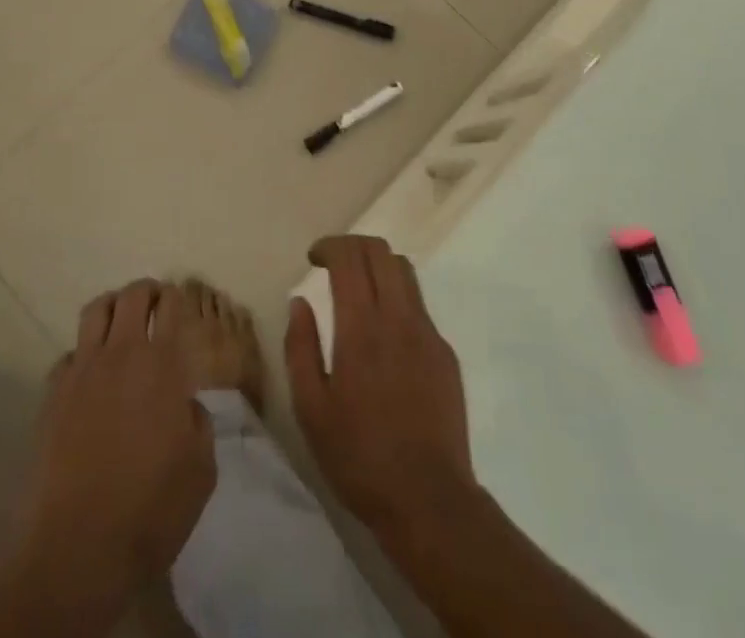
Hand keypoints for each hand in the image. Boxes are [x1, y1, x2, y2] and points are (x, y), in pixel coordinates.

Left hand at [17, 280, 216, 603]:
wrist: (77, 547)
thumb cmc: (151, 509)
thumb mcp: (201, 470)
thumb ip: (198, 425)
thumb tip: (186, 406)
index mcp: (163, 364)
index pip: (170, 305)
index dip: (175, 298)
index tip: (178, 304)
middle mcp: (121, 354)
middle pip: (131, 295)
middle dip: (146, 291)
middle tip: (154, 303)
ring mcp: (82, 371)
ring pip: (95, 310)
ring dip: (112, 307)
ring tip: (121, 322)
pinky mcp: (52, 395)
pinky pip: (69, 354)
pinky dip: (83, 354)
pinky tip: (89, 377)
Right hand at [285, 235, 477, 532]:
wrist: (428, 499)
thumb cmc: (359, 456)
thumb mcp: (311, 409)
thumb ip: (300, 347)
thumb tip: (299, 302)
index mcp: (361, 327)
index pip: (349, 257)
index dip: (329, 246)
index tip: (313, 258)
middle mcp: (398, 317)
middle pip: (379, 251)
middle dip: (352, 246)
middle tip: (332, 264)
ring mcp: (427, 332)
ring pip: (404, 270)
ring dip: (377, 265)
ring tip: (359, 289)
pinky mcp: (445, 352)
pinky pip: (419, 305)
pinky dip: (397, 299)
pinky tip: (385, 335)